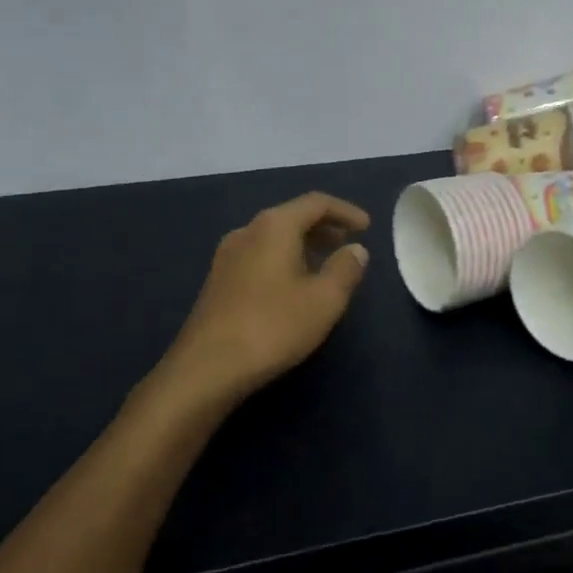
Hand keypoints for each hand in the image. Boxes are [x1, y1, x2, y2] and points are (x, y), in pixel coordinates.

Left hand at [144, 192, 370, 418]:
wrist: (206, 369)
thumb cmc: (273, 327)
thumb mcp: (324, 300)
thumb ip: (345, 269)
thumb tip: (355, 249)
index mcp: (274, 227)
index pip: (316, 203)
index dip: (345, 210)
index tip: (367, 227)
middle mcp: (247, 231)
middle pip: (292, 216)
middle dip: (324, 226)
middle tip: (348, 242)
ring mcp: (227, 256)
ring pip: (274, 237)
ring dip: (304, 244)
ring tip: (326, 264)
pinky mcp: (218, 281)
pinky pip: (259, 255)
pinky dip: (284, 258)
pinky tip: (294, 285)